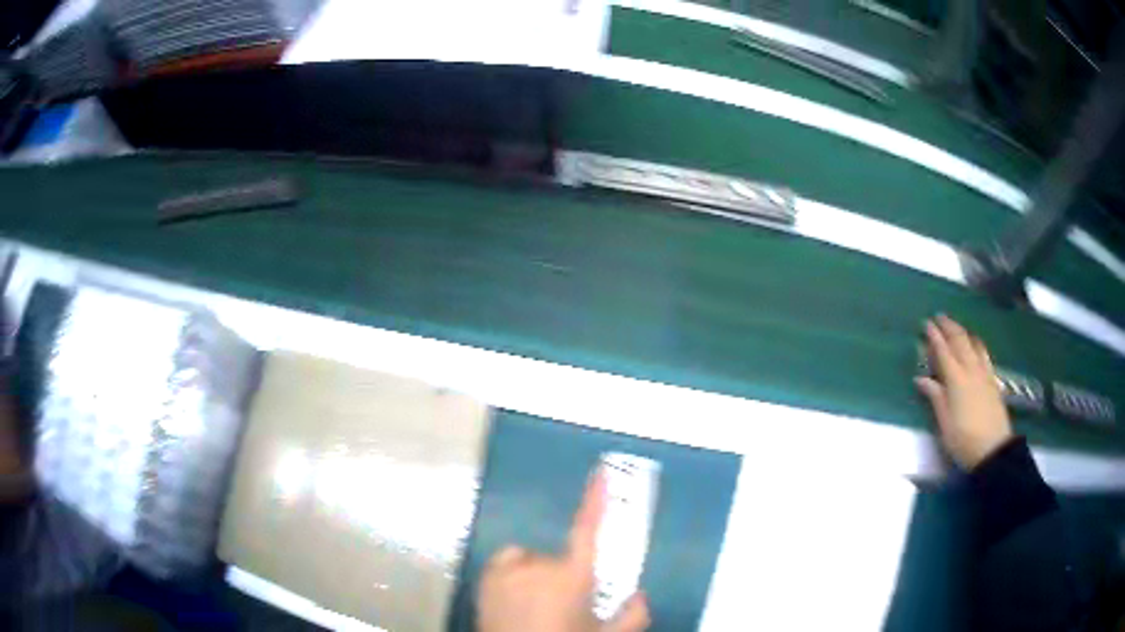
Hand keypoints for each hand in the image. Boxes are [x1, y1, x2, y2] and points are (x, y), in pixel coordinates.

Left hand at [476, 468, 650, 631]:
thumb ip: (633, 616)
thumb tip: (641, 596)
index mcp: (574, 577)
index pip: (590, 531)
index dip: (596, 500)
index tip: (602, 474)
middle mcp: (539, 566)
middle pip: (561, 560)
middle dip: (566, 578)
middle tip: (566, 608)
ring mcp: (508, 571)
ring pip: (532, 562)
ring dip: (537, 576)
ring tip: (536, 606)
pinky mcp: (486, 578)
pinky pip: (507, 564)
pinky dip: (512, 574)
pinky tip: (513, 597)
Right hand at [915, 315, 1012, 470]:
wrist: (993, 449)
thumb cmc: (964, 440)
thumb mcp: (944, 423)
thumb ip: (935, 397)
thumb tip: (921, 379)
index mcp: (956, 380)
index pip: (943, 352)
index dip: (934, 337)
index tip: (926, 323)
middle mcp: (970, 370)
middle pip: (959, 341)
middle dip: (948, 327)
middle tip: (939, 317)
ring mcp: (984, 373)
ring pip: (973, 343)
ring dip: (963, 331)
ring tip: (955, 325)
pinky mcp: (992, 379)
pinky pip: (984, 353)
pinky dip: (976, 342)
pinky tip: (975, 342)